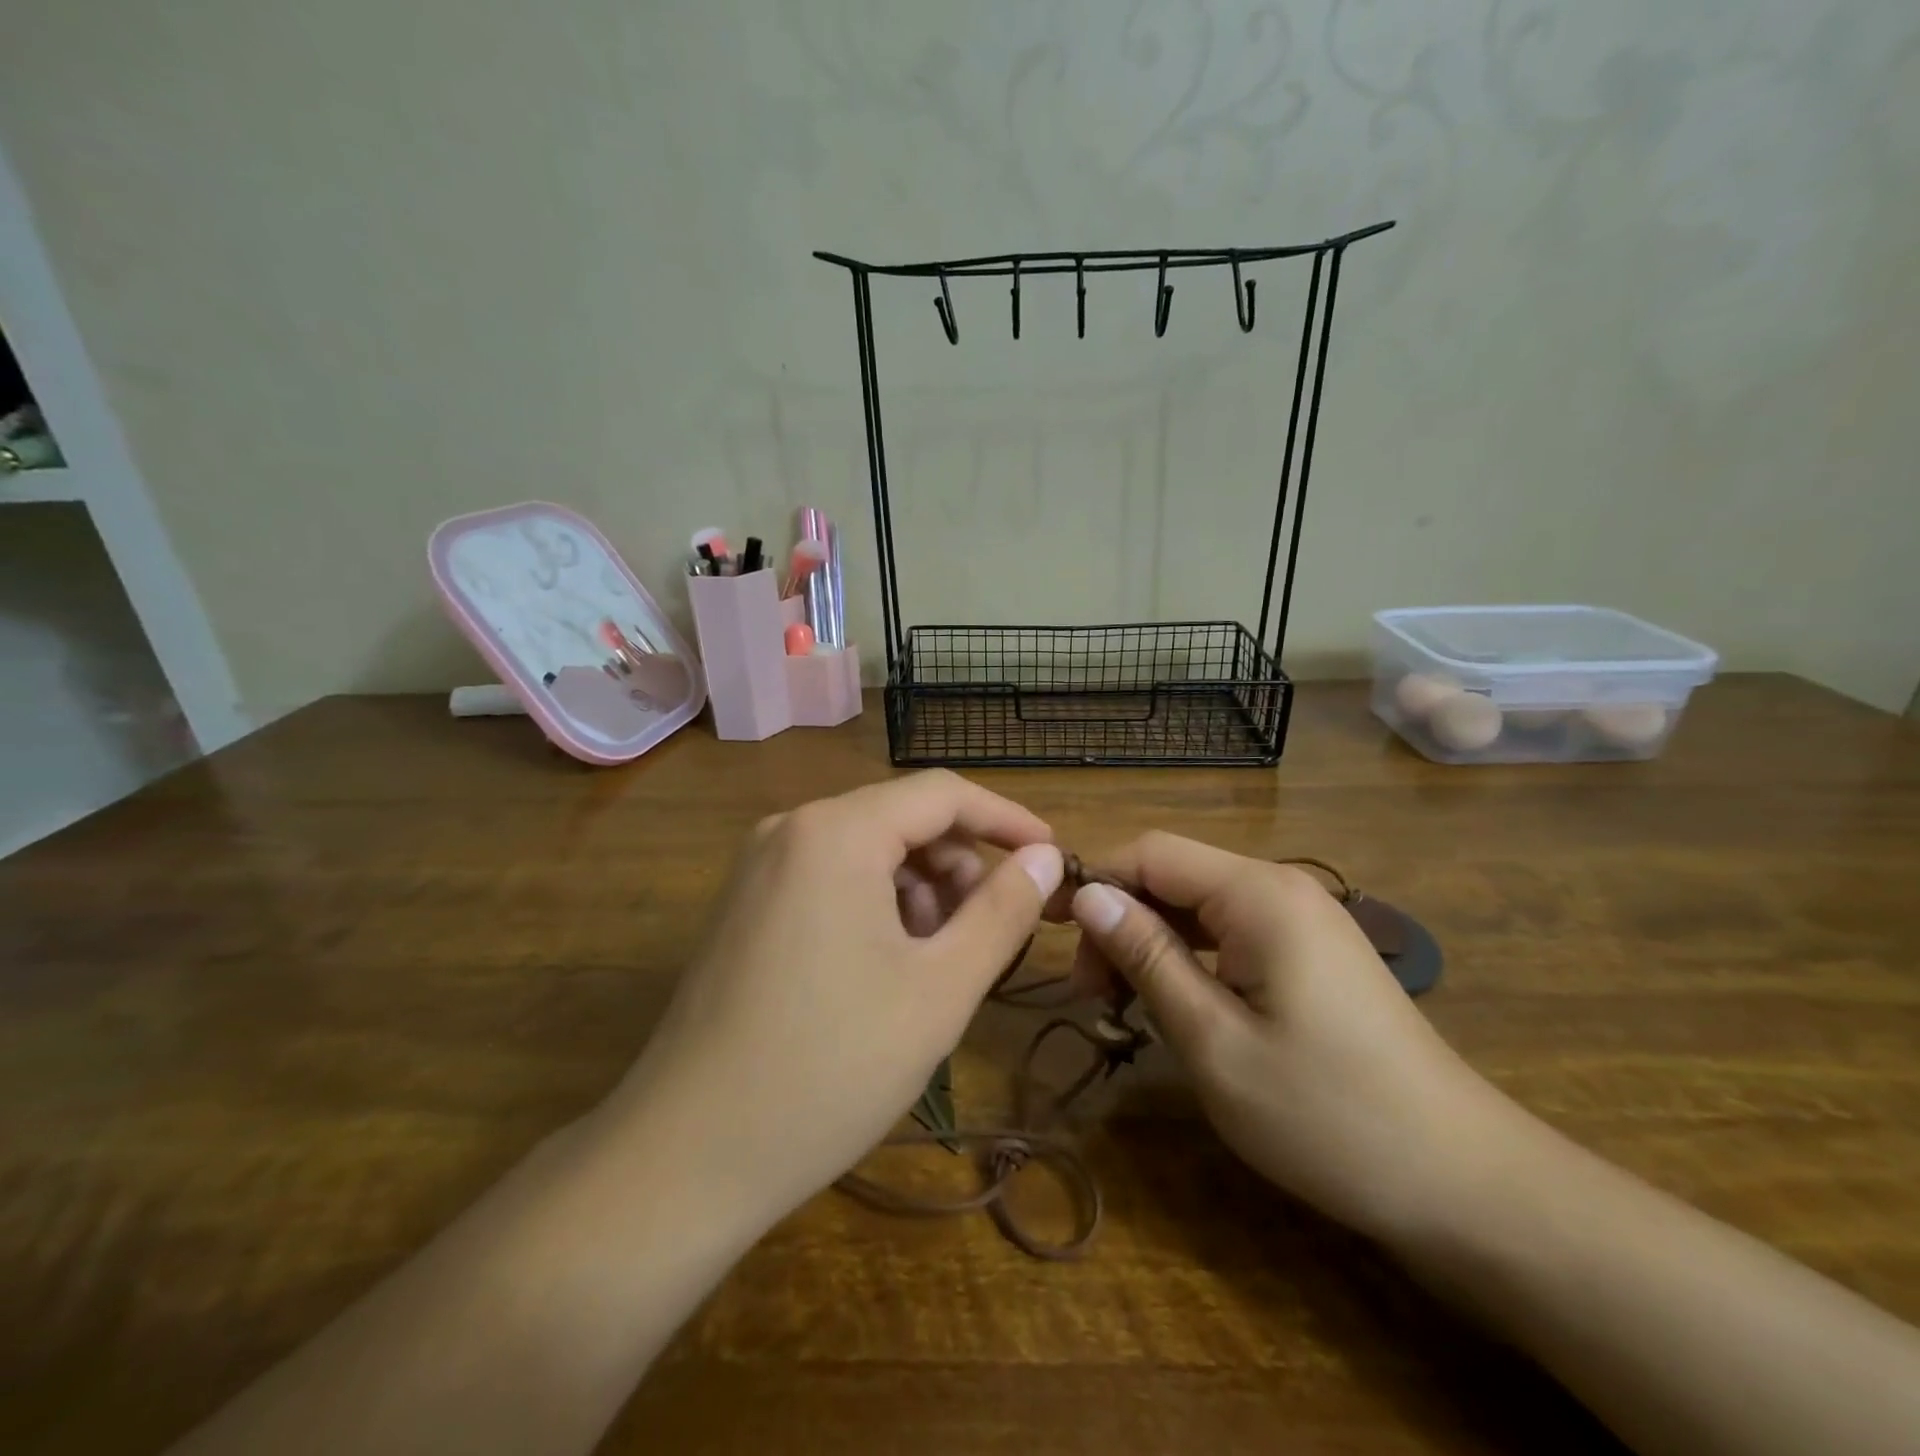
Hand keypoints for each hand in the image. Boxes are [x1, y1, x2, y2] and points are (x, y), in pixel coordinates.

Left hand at [606, 771, 1064, 1235]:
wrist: (685, 1157)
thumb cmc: (829, 1068)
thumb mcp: (940, 989)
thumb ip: (1002, 911)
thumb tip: (1045, 858)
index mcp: (836, 831)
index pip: (942, 794)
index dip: (1007, 820)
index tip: (1052, 858)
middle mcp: (791, 829)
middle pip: (902, 820)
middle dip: (959, 866)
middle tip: (992, 932)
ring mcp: (759, 866)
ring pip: (867, 851)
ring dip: (920, 892)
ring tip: (939, 963)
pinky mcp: (745, 905)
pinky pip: (830, 878)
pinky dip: (876, 906)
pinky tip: (887, 970)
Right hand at [1063, 833, 1517, 1240]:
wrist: (1463, 1181)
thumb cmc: (1327, 1114)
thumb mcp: (1214, 1040)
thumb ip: (1146, 957)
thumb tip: (1087, 896)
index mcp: (1258, 894)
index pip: (1150, 853)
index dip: (1093, 879)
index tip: (1046, 928)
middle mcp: (1280, 888)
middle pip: (1173, 876)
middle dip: (1120, 920)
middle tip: (1089, 994)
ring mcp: (1301, 919)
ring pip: (1198, 907)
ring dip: (1150, 944)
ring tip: (1120, 1006)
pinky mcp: (1311, 952)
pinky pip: (1230, 933)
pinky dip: (1188, 959)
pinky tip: (1173, 1004)